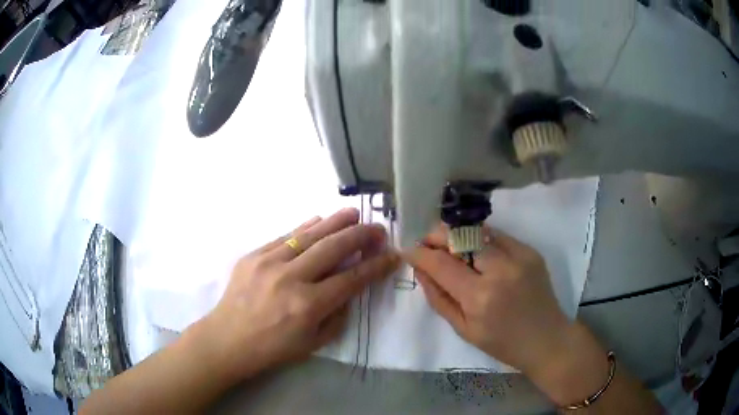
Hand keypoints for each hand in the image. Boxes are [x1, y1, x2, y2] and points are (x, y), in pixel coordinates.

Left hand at [198, 208, 399, 382]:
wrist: (227, 339)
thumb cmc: (272, 348)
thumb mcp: (314, 343)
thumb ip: (337, 315)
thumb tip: (349, 287)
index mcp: (308, 306)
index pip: (352, 278)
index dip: (376, 266)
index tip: (392, 255)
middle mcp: (290, 278)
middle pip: (334, 247)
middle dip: (361, 235)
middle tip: (377, 228)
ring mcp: (269, 262)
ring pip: (310, 234)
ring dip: (336, 221)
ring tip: (354, 213)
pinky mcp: (254, 255)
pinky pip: (286, 235)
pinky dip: (306, 227)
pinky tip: (319, 221)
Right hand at [404, 224, 569, 374]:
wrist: (547, 338)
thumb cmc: (502, 343)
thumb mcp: (463, 329)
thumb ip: (438, 298)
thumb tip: (420, 269)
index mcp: (479, 297)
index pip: (441, 263)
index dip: (420, 253)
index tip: (408, 250)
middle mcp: (500, 270)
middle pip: (460, 236)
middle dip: (437, 235)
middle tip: (427, 244)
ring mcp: (519, 256)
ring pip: (478, 231)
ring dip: (457, 236)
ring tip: (449, 247)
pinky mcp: (530, 251)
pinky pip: (497, 236)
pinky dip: (480, 241)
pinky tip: (476, 253)